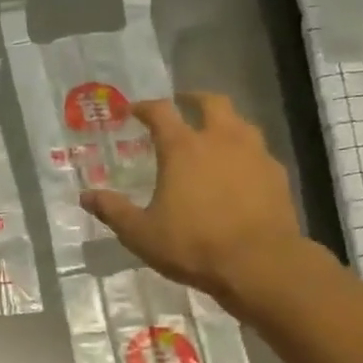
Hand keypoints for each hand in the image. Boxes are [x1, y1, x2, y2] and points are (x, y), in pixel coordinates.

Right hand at [81, 93, 310, 309]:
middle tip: (182, 104)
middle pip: (212, 102)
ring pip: (240, 123)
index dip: (145, 107)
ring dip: (223, 122)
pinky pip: (257, 152)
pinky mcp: (277, 175)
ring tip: (211, 137)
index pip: (161, 112)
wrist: (260, 264)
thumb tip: (86, 196)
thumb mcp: (140, 233)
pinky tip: (237, 172)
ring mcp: (255, 155)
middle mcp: (221, 140)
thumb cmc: (192, 244)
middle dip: (194, 99)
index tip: (133, 110)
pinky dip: (243, 152)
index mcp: (183, 148)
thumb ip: (113, 210)